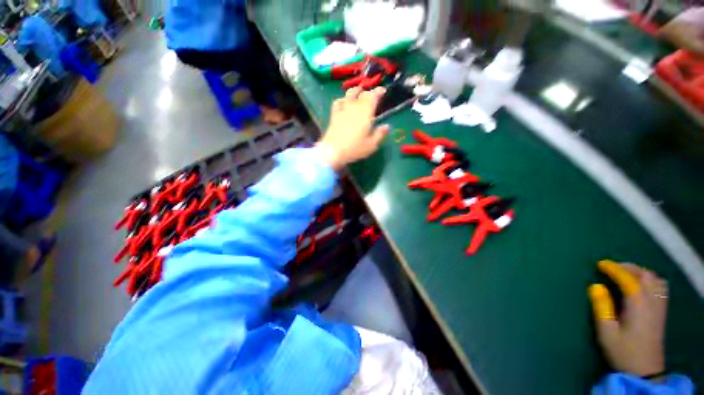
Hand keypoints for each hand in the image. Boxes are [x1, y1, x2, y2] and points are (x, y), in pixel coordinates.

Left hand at [316, 87, 388, 170]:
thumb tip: (386, 126)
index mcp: (365, 112)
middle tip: (373, 95)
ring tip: (359, 92)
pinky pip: (338, 102)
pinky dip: (342, 99)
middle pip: (362, 94)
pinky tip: (344, 102)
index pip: (373, 96)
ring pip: (349, 94)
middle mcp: (354, 107)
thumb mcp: (371, 145)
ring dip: (356, 91)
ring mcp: (343, 109)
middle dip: (369, 92)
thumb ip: (380, 134)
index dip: (378, 91)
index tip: (383, 91)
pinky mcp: (334, 115)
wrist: (333, 151)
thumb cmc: (354, 148)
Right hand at [588, 260, 668, 377]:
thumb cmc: (623, 351)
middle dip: (627, 267)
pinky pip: (660, 287)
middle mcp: (652, 302)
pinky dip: (650, 280)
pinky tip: (641, 285)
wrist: (645, 371)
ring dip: (640, 272)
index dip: (614, 269)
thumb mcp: (606, 332)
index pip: (628, 279)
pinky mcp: (662, 312)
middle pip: (645, 275)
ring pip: (655, 279)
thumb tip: (595, 286)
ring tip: (625, 274)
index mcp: (638, 305)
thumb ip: (602, 307)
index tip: (600, 264)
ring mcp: (659, 307)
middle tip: (611, 268)